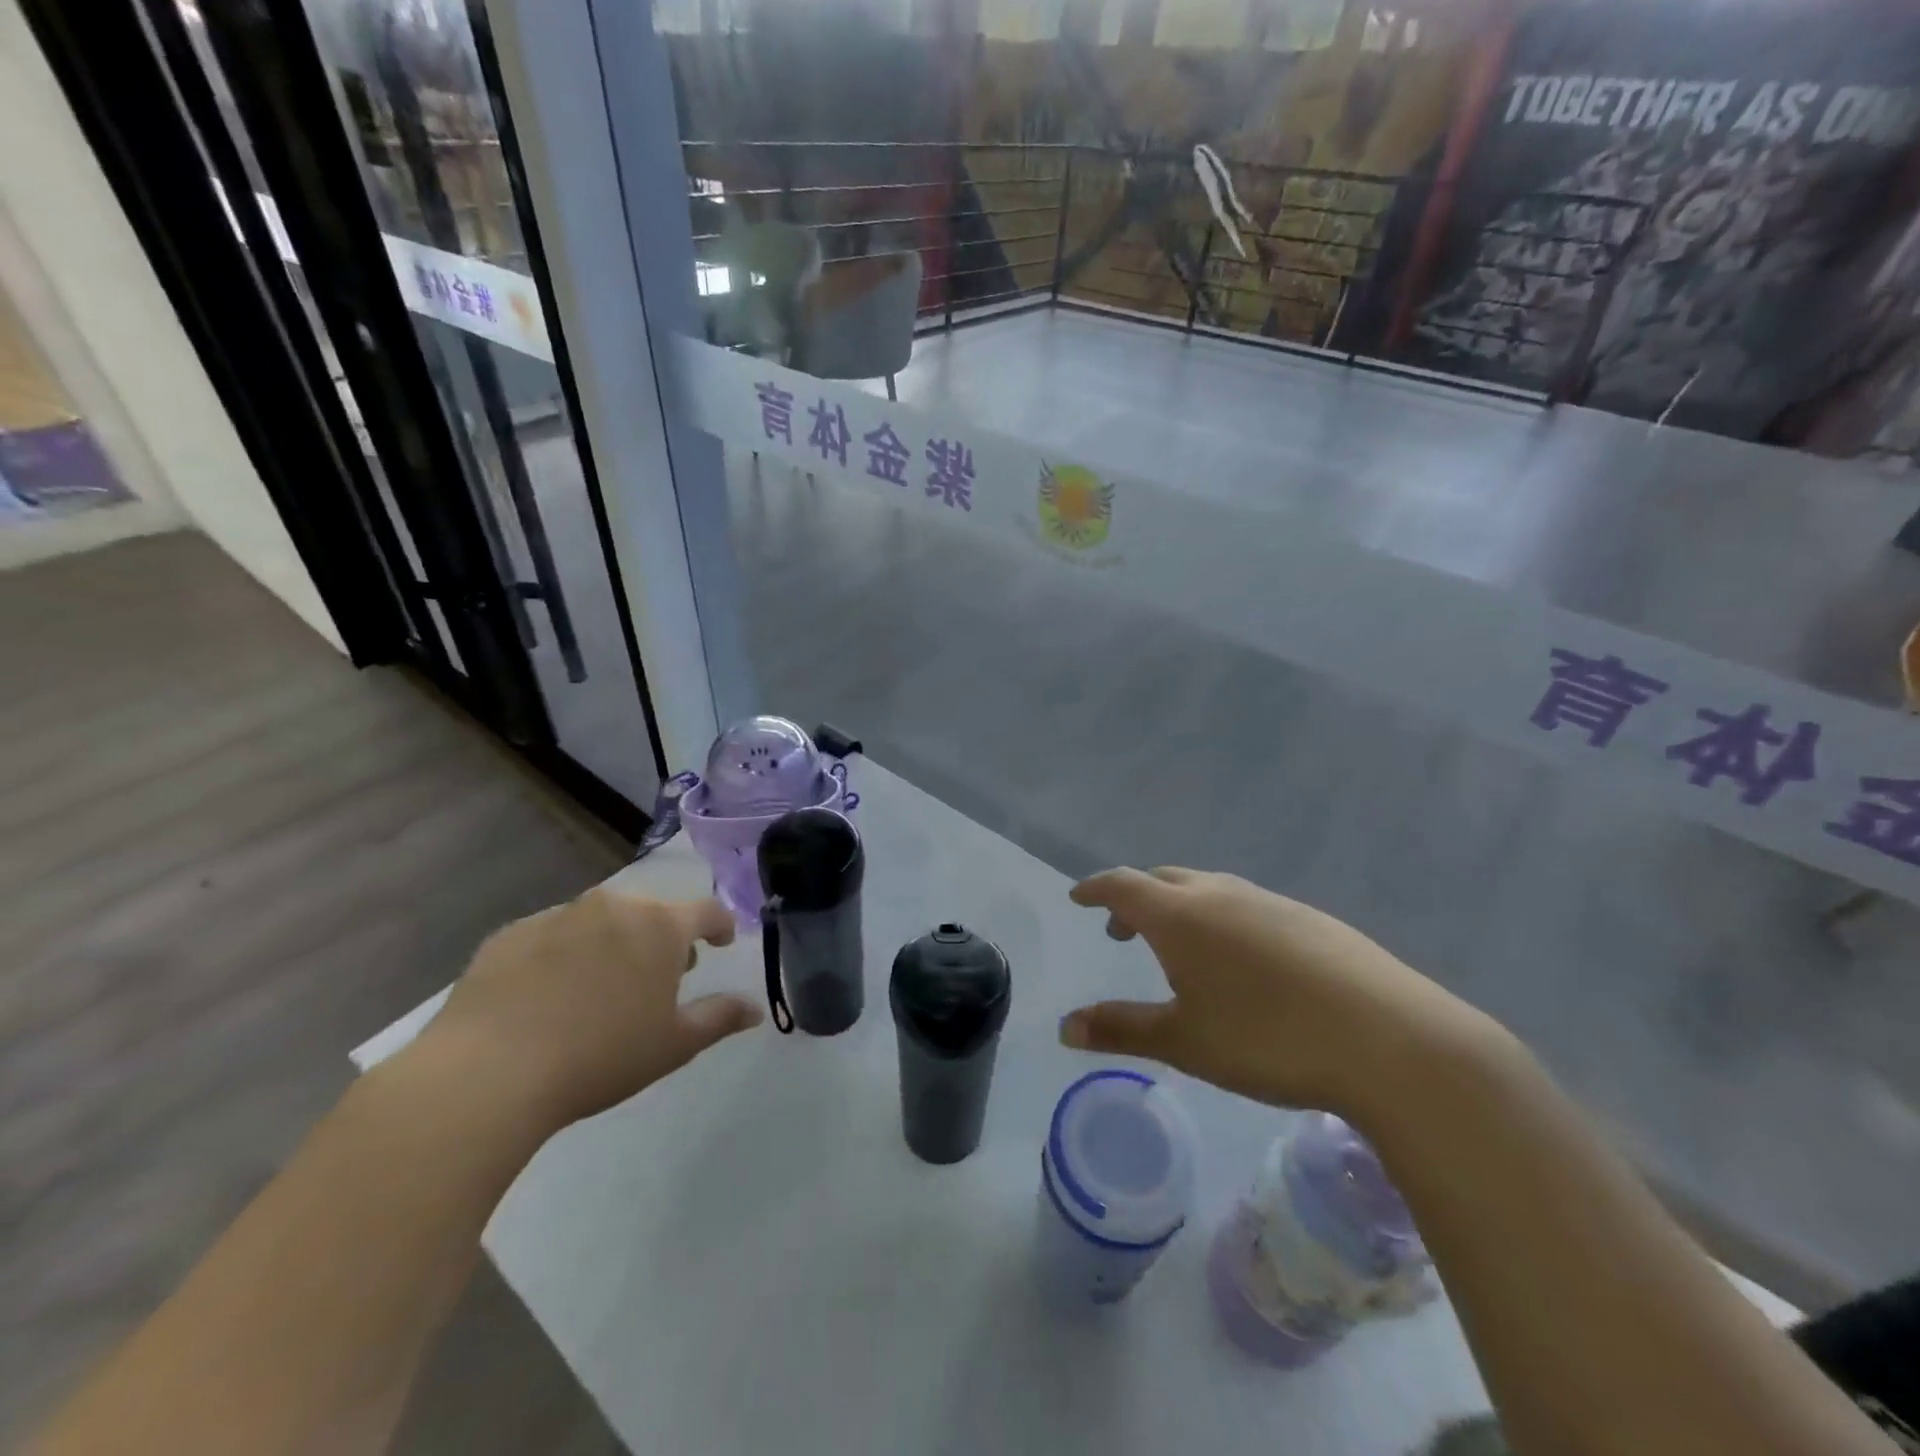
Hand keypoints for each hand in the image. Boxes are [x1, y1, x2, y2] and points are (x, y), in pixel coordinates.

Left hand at [414, 889, 761, 1131]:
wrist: (488, 1073)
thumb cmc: (601, 1056)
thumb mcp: (674, 1045)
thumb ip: (720, 1018)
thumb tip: (755, 1008)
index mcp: (660, 926)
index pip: (706, 911)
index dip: (720, 926)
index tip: (721, 944)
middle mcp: (613, 906)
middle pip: (651, 912)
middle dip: (663, 937)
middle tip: (660, 975)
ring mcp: (558, 915)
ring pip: (601, 919)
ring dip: (613, 942)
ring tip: (603, 984)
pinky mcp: (510, 934)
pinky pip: (552, 934)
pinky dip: (564, 953)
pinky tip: (549, 993)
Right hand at [1059, 868, 1498, 1118]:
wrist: (1390, 1040)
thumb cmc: (1267, 1039)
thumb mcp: (1184, 1042)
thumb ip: (1121, 1029)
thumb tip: (1064, 1027)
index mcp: (1180, 915)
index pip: (1122, 885)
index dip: (1095, 889)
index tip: (1078, 897)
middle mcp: (1220, 894)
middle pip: (1164, 880)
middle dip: (1136, 899)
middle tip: (1122, 931)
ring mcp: (1270, 902)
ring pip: (1209, 889)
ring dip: (1180, 908)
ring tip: (1180, 948)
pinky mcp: (1310, 919)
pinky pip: (1247, 905)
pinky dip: (1222, 920)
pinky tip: (1243, 962)